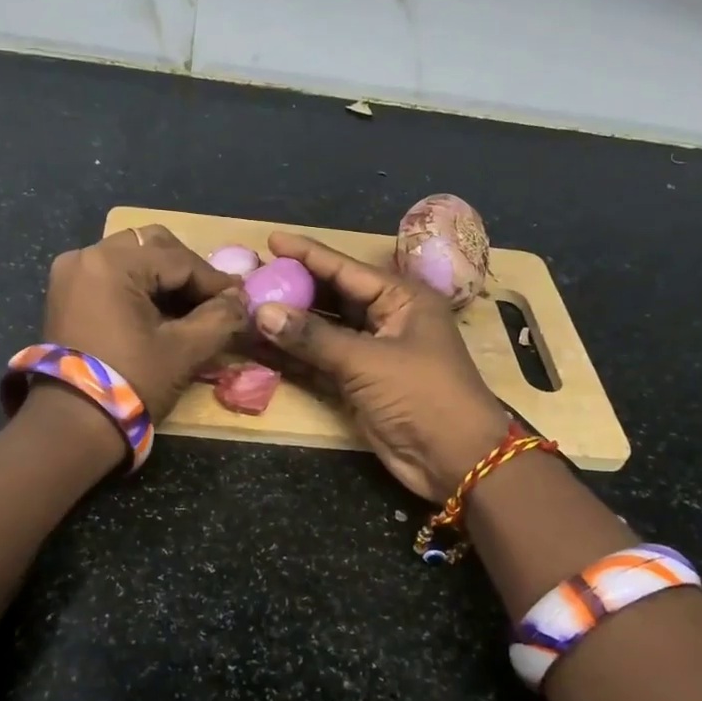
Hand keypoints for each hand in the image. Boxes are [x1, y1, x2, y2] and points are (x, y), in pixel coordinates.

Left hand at [39, 225, 247, 422]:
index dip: (213, 279)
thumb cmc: (131, 381)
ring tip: (190, 306)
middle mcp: (86, 256)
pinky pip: (110, 274)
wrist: (72, 424)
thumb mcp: (184, 350)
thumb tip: (240, 300)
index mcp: (112, 263)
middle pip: (151, 246)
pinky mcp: (65, 293)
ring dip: (163, 277)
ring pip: (130, 258)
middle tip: (214, 298)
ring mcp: (70, 273)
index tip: (240, 297)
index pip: (178, 259)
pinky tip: (161, 310)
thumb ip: (220, 318)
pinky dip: (138, 286)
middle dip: (187, 270)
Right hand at [254, 232, 509, 500]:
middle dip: (292, 289)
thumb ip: (312, 337)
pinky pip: (319, 361)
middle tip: (250, 278)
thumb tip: (261, 312)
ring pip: (321, 331)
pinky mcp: (358, 383)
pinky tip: (260, 347)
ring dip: (287, 325)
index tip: (270, 240)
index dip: (307, 255)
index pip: (345, 269)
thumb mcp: (367, 361)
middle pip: (331, 297)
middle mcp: (386, 319)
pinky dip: (293, 356)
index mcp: (401, 299)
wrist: (455, 460)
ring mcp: (371, 352)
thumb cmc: (422, 396)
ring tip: (246, 310)